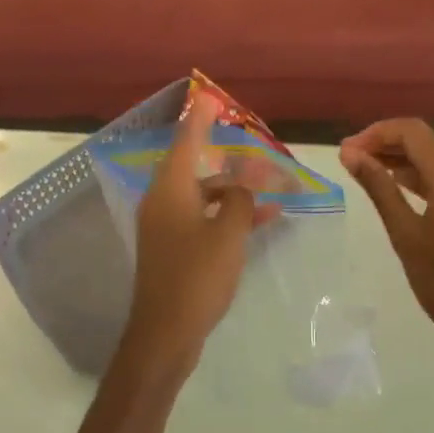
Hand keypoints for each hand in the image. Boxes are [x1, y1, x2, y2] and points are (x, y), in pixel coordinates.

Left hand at [119, 97, 259, 377]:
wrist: (165, 334)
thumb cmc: (197, 276)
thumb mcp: (229, 233)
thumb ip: (241, 200)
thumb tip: (243, 186)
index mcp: (171, 189)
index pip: (186, 140)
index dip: (200, 118)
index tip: (210, 97)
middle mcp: (163, 200)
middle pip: (195, 166)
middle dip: (225, 157)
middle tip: (248, 144)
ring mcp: (165, 226)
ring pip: (202, 194)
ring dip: (233, 191)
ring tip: (270, 189)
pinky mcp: (172, 248)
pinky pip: (202, 218)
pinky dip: (226, 215)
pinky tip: (259, 221)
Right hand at [340, 119, 433, 391]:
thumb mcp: (405, 233)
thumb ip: (378, 187)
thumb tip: (350, 154)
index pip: (412, 132)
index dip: (376, 134)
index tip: (347, 151)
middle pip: (424, 143)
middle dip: (386, 145)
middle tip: (350, 160)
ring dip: (401, 161)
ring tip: (367, 172)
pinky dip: (421, 178)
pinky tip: (398, 189)